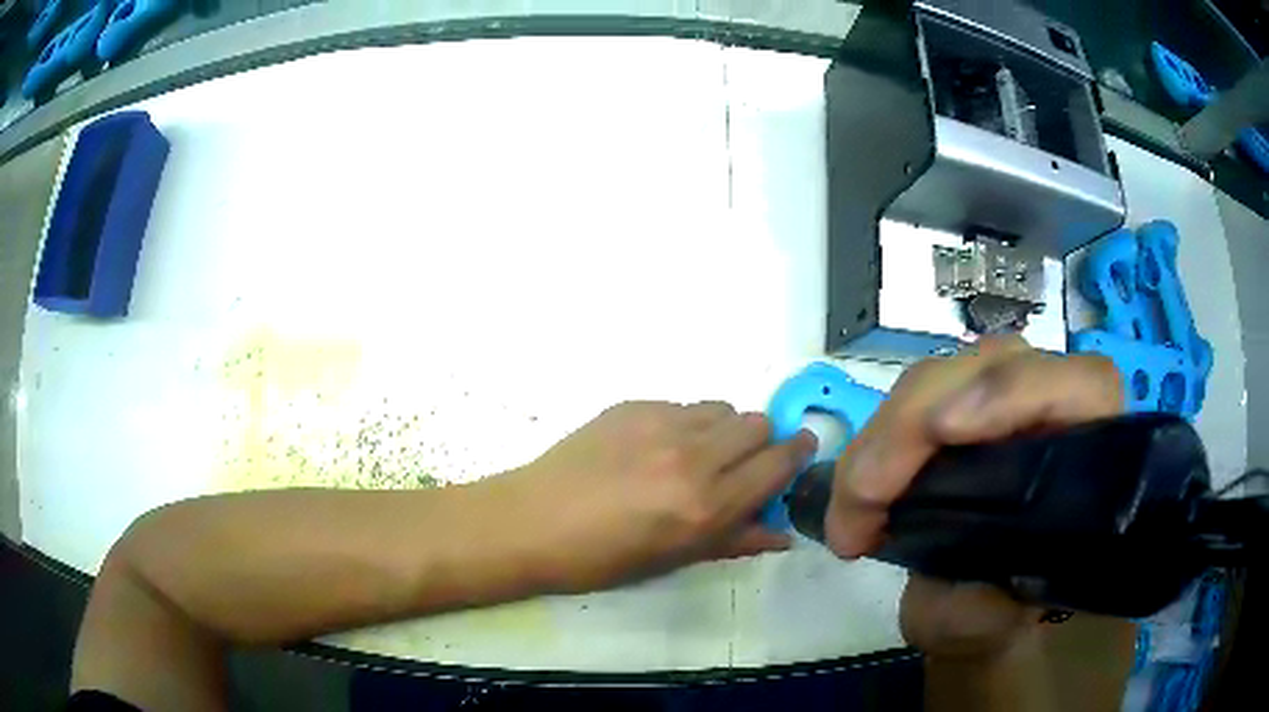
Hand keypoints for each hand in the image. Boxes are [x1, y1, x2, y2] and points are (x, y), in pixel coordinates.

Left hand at [499, 401, 816, 592]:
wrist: (531, 522)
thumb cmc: (601, 558)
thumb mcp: (673, 560)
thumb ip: (735, 540)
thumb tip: (782, 533)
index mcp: (706, 504)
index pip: (777, 464)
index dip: (797, 455)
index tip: (800, 453)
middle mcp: (692, 456)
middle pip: (758, 423)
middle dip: (762, 442)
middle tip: (743, 463)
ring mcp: (660, 423)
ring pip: (721, 408)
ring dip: (725, 429)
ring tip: (699, 454)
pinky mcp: (632, 404)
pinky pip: (681, 405)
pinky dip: (686, 423)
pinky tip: (656, 447)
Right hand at [824, 336, 1122, 657]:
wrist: (977, 613)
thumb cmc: (999, 617)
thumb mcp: (990, 629)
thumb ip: (980, 613)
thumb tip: (962, 581)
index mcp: (1090, 458)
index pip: (1082, 386)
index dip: (1017, 390)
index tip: (944, 431)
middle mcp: (1053, 414)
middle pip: (991, 369)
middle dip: (915, 424)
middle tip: (861, 499)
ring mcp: (1004, 404)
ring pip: (945, 378)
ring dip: (885, 434)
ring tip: (851, 507)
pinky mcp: (961, 411)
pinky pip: (915, 401)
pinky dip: (876, 442)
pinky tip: (856, 491)